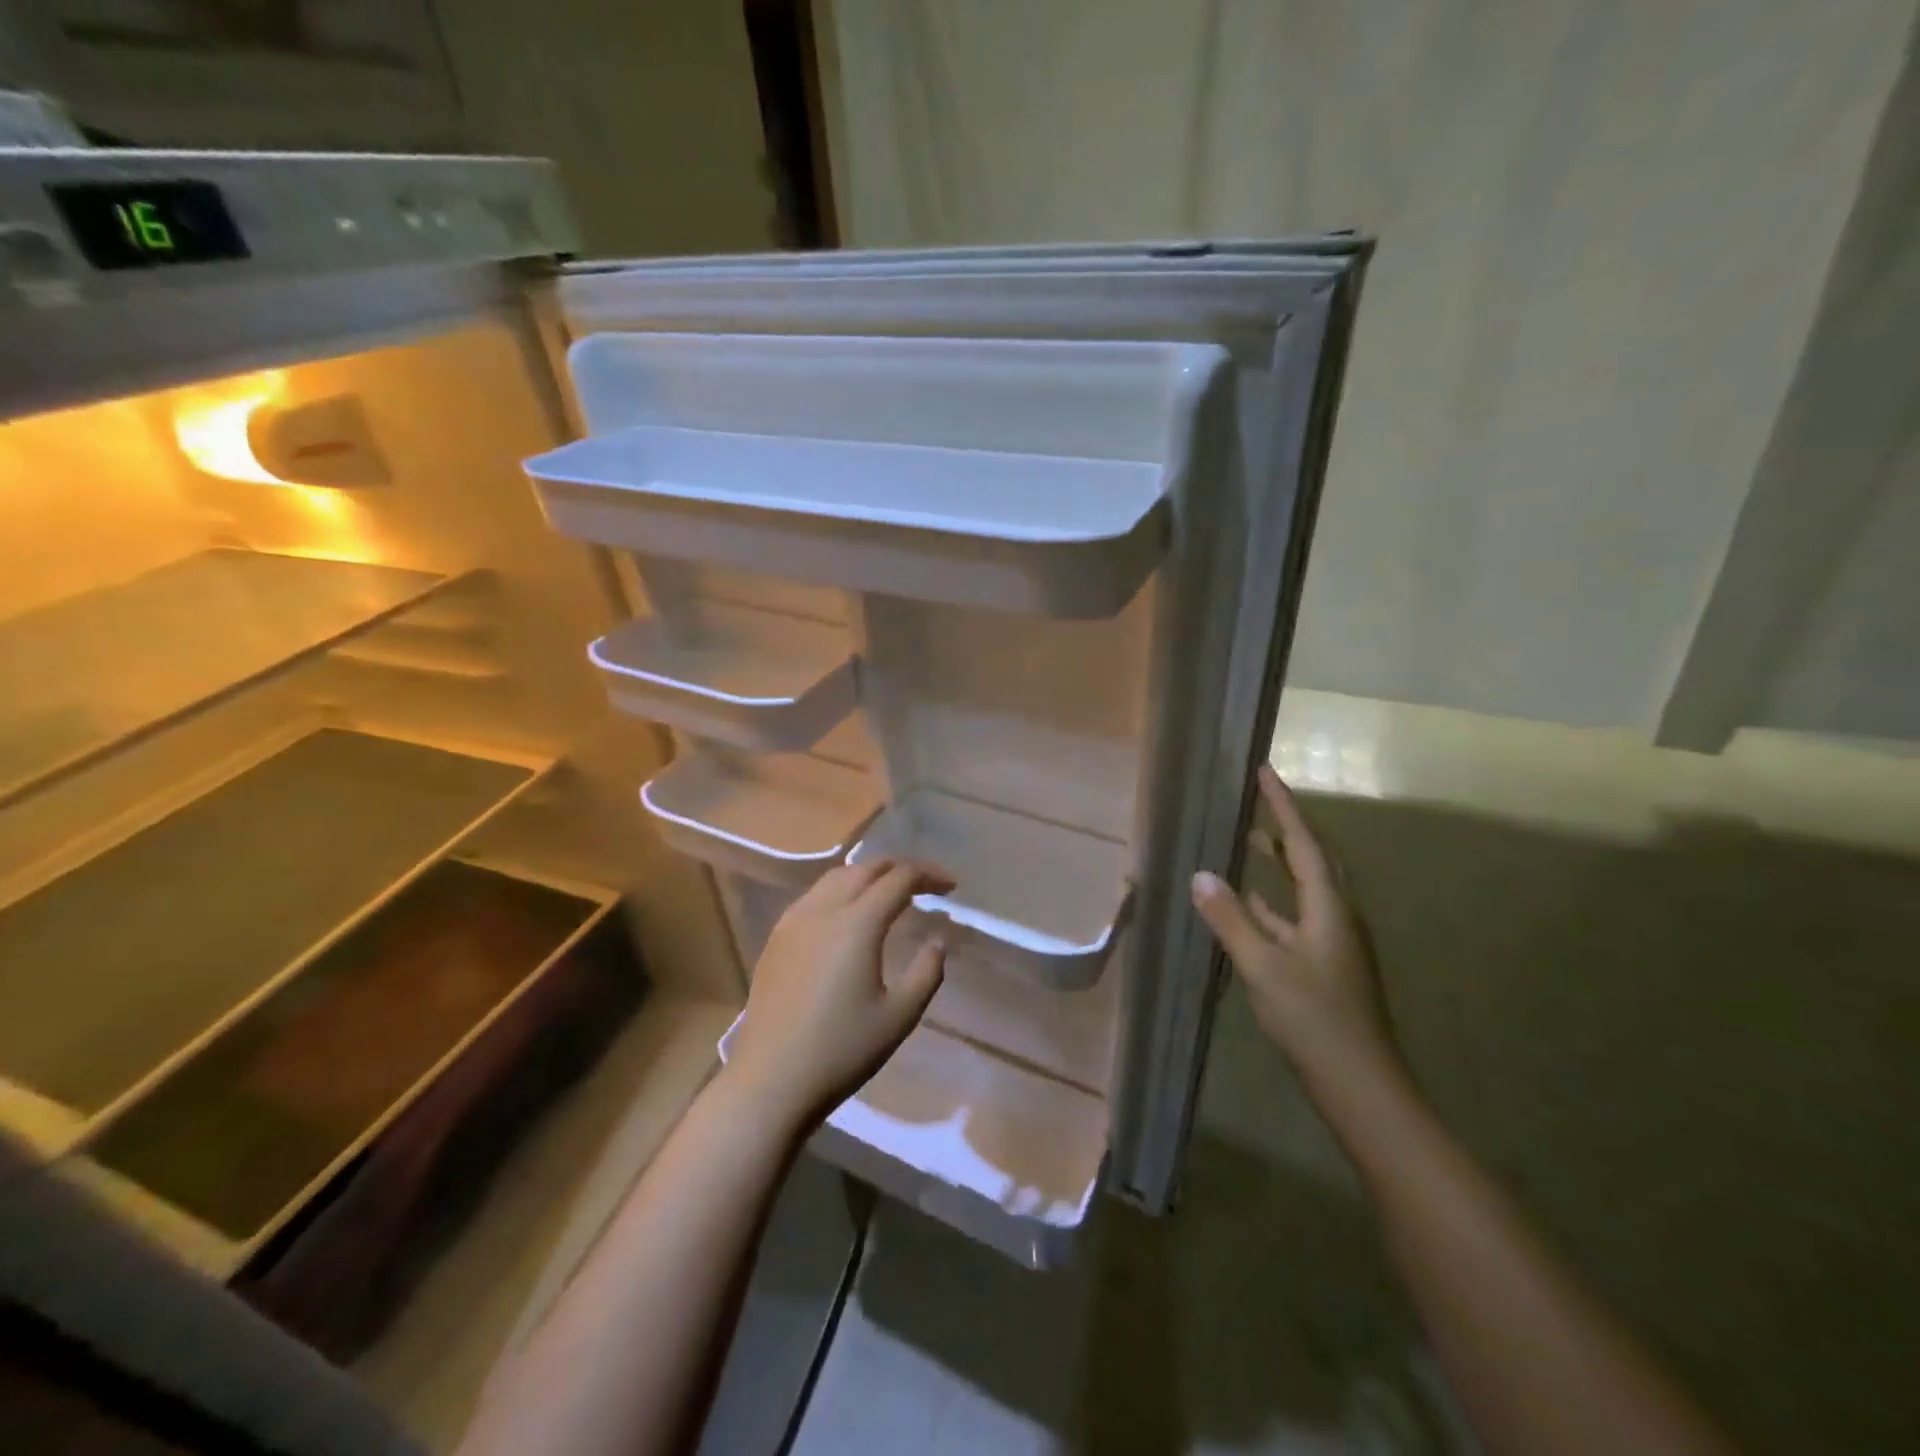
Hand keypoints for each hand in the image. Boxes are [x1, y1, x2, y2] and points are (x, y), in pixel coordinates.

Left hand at [726, 859, 950, 1127]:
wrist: (771, 1081)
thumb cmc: (841, 1051)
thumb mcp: (899, 1016)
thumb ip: (926, 972)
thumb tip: (937, 941)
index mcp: (857, 924)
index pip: (899, 878)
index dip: (929, 875)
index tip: (950, 887)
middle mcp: (824, 909)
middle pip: (866, 869)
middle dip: (899, 869)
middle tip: (925, 887)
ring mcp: (794, 921)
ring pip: (836, 877)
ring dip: (868, 876)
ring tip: (889, 895)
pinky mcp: (777, 938)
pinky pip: (814, 896)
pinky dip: (841, 891)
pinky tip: (849, 916)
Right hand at [1191, 765, 1400, 1096]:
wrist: (1361, 1085)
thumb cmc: (1313, 1020)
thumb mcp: (1263, 967)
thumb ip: (1230, 919)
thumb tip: (1200, 874)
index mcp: (1328, 908)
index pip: (1302, 842)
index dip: (1282, 805)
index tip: (1264, 771)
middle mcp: (1337, 916)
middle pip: (1313, 858)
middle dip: (1286, 826)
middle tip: (1258, 801)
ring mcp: (1333, 942)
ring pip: (1306, 888)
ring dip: (1281, 862)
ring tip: (1250, 842)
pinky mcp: (1326, 965)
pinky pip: (1297, 917)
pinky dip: (1274, 902)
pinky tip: (1251, 906)